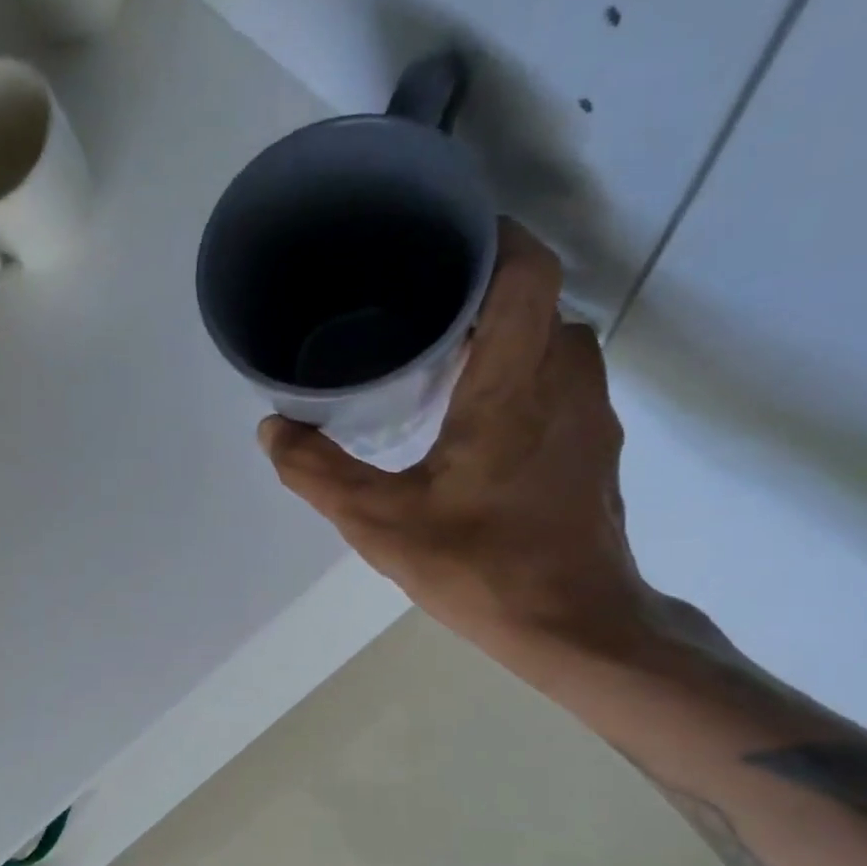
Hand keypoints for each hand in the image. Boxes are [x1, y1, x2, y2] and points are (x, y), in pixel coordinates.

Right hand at [259, 220, 658, 668]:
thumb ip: (318, 472)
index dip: (488, 236)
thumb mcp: (380, 523)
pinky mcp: (593, 447)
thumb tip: (273, 427)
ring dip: (501, 333)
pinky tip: (472, 414)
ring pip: (550, 340)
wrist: (577, 629)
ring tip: (438, 353)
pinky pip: (558, 380)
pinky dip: (519, 373)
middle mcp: (565, 381)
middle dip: (480, 288)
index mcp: (514, 383)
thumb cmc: (482, 568)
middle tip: (415, 303)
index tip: (436, 238)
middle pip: (534, 298)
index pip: (523, 268)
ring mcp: (590, 415)